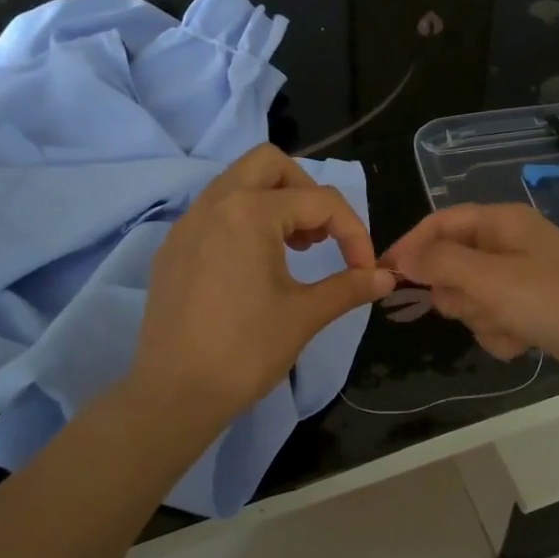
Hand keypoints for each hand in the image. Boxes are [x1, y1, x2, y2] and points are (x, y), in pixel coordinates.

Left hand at [133, 145, 394, 427]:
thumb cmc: (245, 351)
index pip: (320, 202)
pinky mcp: (172, 249)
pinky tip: (253, 267)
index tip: (364, 270)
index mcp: (250, 213)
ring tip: (294, 249)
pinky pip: (214, 212)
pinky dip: (243, 221)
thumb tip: (386, 277)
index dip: (353, 233)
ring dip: (274, 202)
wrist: (175, 393)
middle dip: (306, 191)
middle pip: (270, 164)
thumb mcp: (305, 315)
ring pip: (237, 183)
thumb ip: (349, 287)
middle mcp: (214, 204)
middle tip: (321, 234)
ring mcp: (186, 225)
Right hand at [381, 204, 558, 396]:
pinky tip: (524, 343)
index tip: (384, 276)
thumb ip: (440, 264)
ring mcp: (522, 280)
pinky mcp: (533, 311)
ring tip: (510, 326)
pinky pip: (495, 321)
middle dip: (458, 293)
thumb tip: (401, 257)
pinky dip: (502, 335)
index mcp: (501, 223)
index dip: (410, 246)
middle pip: (452, 265)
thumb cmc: (556, 301)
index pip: (440, 224)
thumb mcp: (490, 279)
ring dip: (482, 319)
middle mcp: (509, 245)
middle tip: (476, 304)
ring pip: (472, 299)